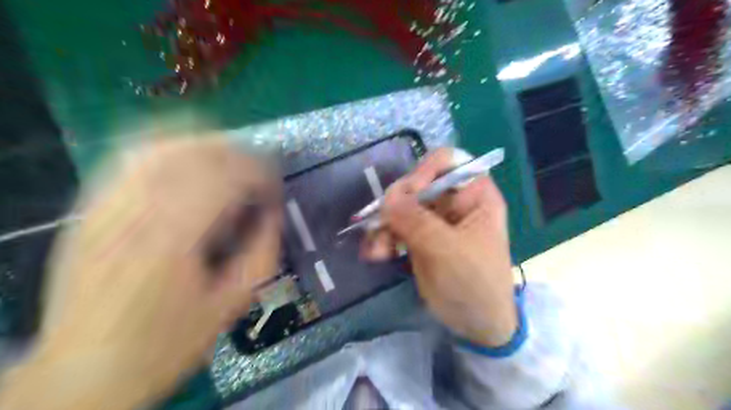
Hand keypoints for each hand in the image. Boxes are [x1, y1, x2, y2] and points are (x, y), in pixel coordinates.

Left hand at [0, 138, 280, 409]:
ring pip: (162, 144)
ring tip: (229, 160)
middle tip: (259, 172)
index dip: (260, 174)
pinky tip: (189, 159)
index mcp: (175, 238)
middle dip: (238, 154)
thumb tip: (274, 211)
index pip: (227, 177)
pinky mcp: (91, 207)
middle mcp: (136, 210)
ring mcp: (105, 204)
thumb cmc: (168, 343)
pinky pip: (131, 157)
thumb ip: (263, 250)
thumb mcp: (233, 302)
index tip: (276, 189)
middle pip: (196, 151)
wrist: (83, 371)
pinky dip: (169, 148)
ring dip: (206, 144)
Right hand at [362, 149, 516, 346]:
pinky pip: (396, 228)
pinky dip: (383, 238)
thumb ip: (417, 222)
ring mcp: (434, 220)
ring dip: (384, 225)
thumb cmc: (474, 284)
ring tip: (376, 249)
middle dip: (396, 204)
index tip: (409, 192)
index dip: (426, 170)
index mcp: (475, 195)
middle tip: (382, 222)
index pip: (449, 162)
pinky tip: (375, 254)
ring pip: (401, 207)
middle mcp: (453, 202)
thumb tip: (388, 198)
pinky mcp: (420, 238)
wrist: (476, 325)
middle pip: (418, 184)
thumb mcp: (448, 251)